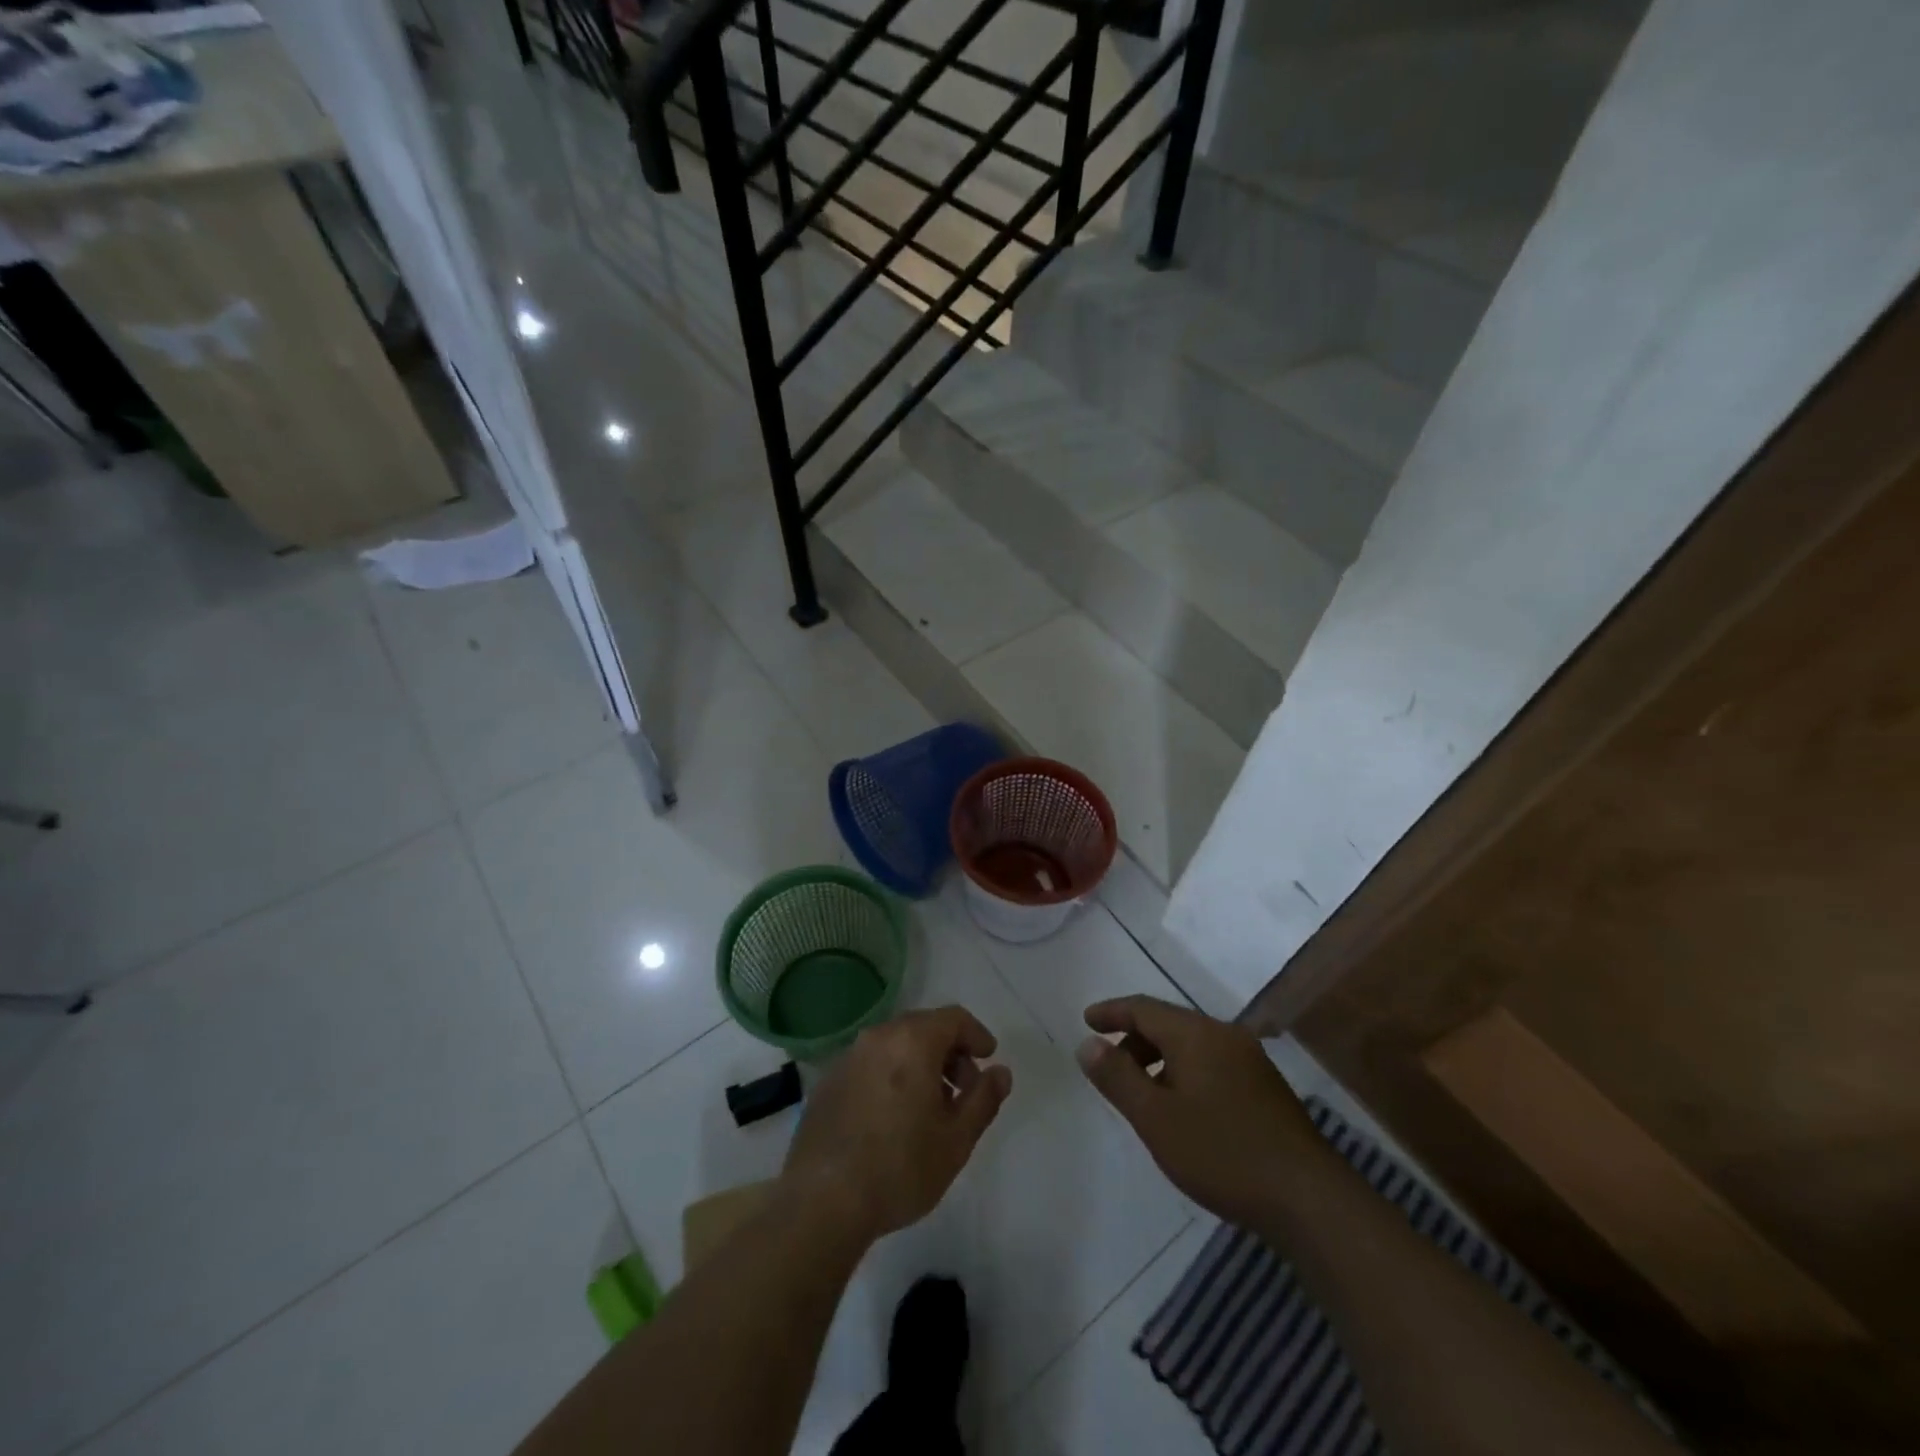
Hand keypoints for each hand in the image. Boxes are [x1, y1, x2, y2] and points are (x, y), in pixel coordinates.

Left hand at [781, 1006, 1013, 1245]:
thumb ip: (984, 1099)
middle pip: (923, 1027)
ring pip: (894, 1045)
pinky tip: (892, 1118)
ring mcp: (847, 1058)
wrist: (823, 1200)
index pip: (954, 1018)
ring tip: (929, 1108)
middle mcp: (878, 1037)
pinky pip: (869, 1065)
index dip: (976, 1034)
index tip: (987, 1059)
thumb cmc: (900, 1167)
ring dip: (919, 1064)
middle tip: (962, 1090)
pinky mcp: (827, 1082)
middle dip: (949, 1051)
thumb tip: (1001, 1072)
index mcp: (912, 1041)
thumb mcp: (956, 1139)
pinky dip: (890, 1076)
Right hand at [1076, 996, 1327, 1229]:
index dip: (1112, 1012)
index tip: (1086, 1021)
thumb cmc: (1222, 1153)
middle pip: (1168, 1023)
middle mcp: (1225, 1035)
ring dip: (1160, 1059)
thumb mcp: (1156, 1117)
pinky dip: (1185, 1073)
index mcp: (1196, 1034)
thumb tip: (1087, 1044)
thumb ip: (1117, 1077)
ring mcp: (1251, 1061)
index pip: (1143, 1008)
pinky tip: (1183, 1109)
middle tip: (1110, 1067)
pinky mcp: (1266, 1088)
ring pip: (1192, 1045)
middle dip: (1134, 1040)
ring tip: (1143, 1094)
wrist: (1310, 1200)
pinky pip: (1212, 1063)